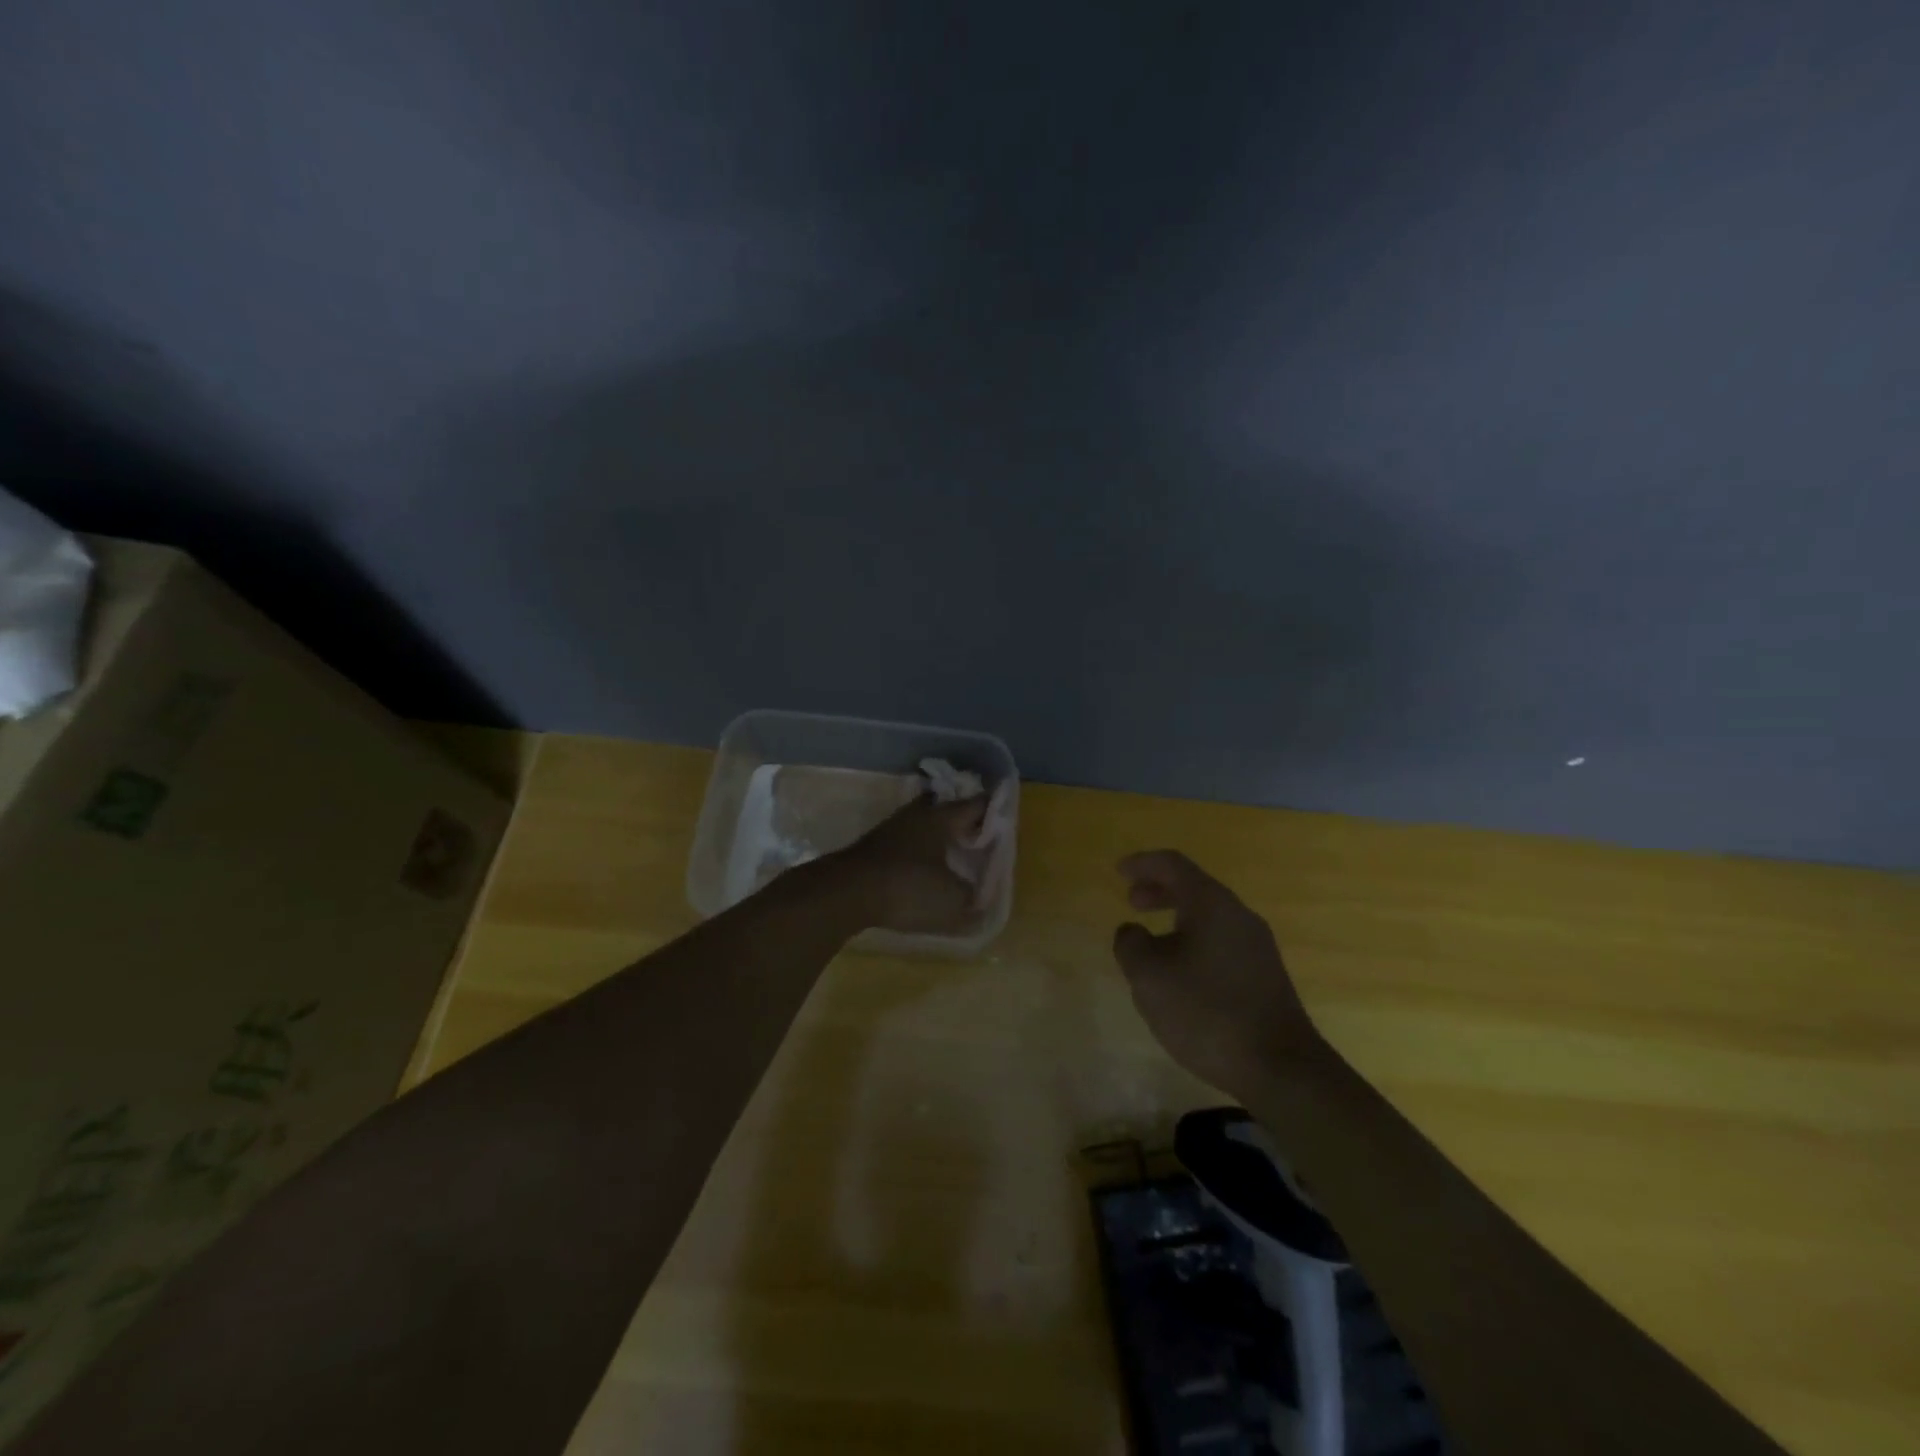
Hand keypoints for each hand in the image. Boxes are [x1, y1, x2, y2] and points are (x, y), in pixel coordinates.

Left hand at [827, 794, 986, 934]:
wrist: (845, 893)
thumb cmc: (907, 888)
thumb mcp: (951, 903)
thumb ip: (973, 903)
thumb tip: (981, 904)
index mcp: (942, 818)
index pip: (977, 804)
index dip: (994, 812)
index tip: (1006, 825)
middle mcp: (917, 814)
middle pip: (947, 809)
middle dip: (963, 821)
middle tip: (978, 839)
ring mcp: (892, 828)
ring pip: (924, 824)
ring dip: (938, 837)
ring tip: (952, 858)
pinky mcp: (873, 847)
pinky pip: (906, 842)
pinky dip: (919, 852)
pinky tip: (922, 871)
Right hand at [1113, 850, 1322, 1099]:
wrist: (1280, 1068)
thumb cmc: (1206, 1012)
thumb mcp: (1150, 976)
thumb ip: (1132, 944)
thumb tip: (1132, 930)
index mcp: (1212, 904)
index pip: (1173, 865)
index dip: (1143, 863)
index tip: (1119, 871)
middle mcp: (1238, 915)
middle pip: (1194, 888)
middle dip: (1160, 890)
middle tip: (1132, 902)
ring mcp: (1258, 946)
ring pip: (1210, 916)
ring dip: (1177, 918)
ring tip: (1152, 942)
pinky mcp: (1266, 975)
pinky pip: (1222, 941)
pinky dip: (1194, 940)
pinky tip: (1182, 973)